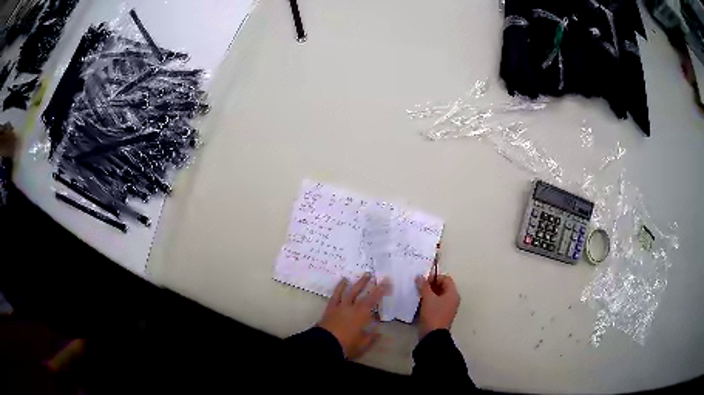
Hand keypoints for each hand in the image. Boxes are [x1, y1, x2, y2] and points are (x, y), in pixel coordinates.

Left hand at [318, 273, 388, 358]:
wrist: (324, 344)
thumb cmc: (346, 345)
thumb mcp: (362, 344)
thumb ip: (371, 337)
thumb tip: (379, 331)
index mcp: (362, 315)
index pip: (373, 300)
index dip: (381, 291)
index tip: (387, 282)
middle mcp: (352, 308)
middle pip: (362, 294)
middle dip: (369, 284)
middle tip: (374, 275)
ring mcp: (340, 307)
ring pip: (350, 292)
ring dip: (358, 283)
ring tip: (363, 275)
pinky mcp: (330, 308)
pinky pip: (336, 295)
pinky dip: (339, 287)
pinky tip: (342, 282)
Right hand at [415, 274, 459, 338]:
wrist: (433, 336)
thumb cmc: (433, 314)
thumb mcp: (428, 298)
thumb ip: (424, 286)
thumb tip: (420, 277)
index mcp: (453, 294)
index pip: (446, 278)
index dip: (434, 277)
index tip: (423, 282)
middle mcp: (452, 299)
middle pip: (442, 286)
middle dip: (431, 285)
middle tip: (419, 288)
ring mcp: (448, 308)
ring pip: (439, 295)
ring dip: (429, 293)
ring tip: (419, 295)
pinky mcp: (442, 315)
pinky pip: (436, 303)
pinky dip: (429, 301)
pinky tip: (420, 304)